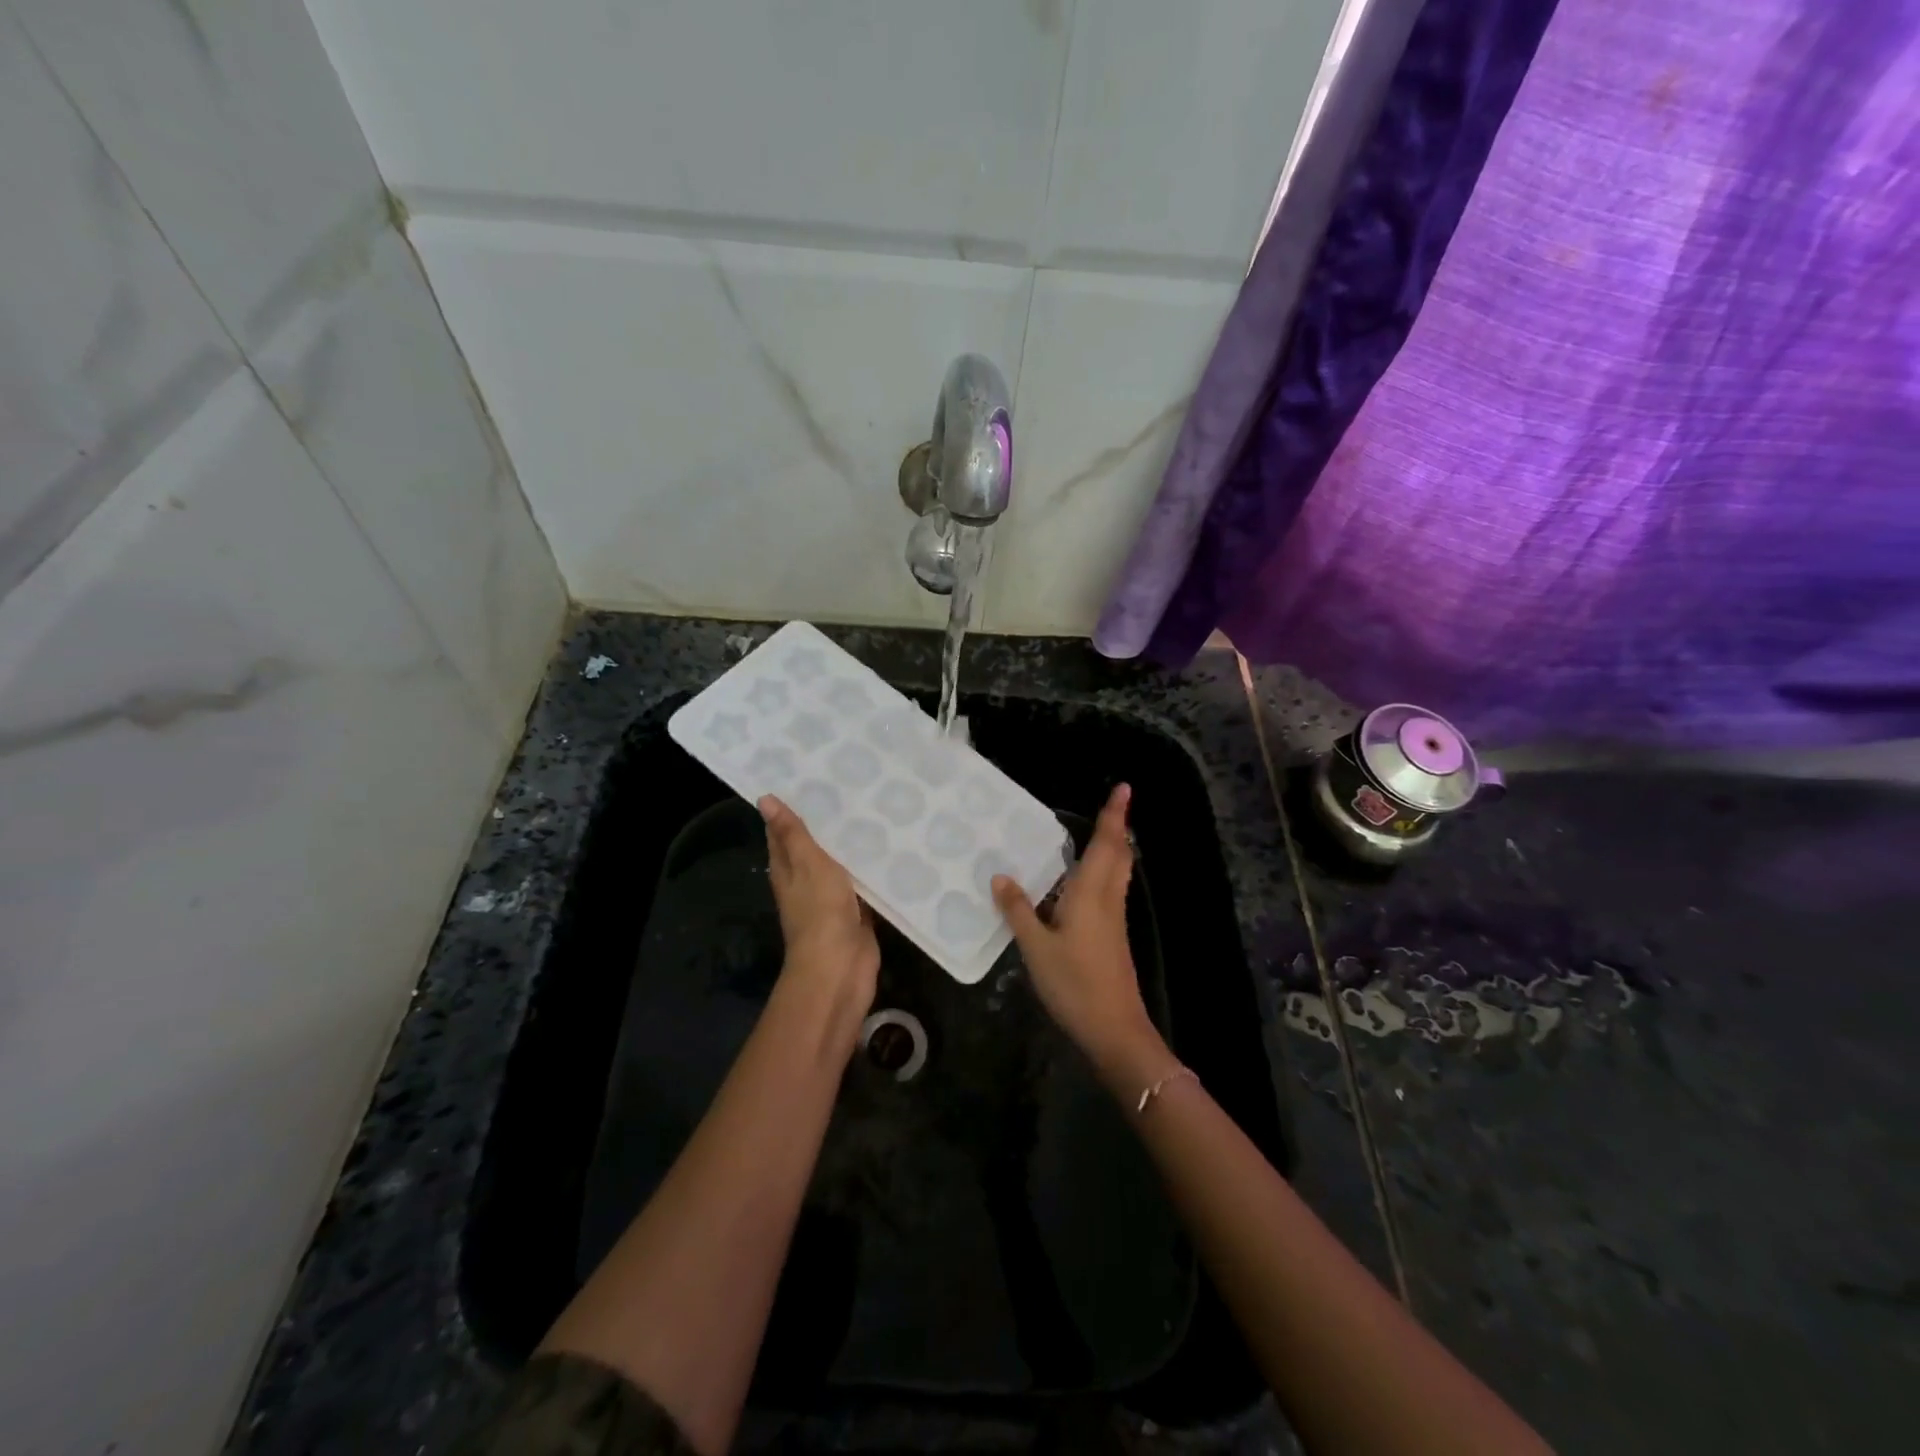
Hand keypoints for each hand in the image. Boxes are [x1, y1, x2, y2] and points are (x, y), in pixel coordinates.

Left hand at [760, 795, 879, 1031]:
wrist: (841, 966)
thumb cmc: (819, 911)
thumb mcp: (807, 864)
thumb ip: (792, 833)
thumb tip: (764, 799)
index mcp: (787, 870)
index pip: (783, 832)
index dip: (790, 808)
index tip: (808, 779)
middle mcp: (806, 881)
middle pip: (814, 847)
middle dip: (828, 823)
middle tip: (850, 786)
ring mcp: (832, 898)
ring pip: (841, 864)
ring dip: (852, 844)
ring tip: (874, 808)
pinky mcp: (857, 911)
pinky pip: (863, 883)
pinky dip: (871, 868)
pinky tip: (889, 849)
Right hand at [992, 785, 1176, 1090]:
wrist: (1114, 1028)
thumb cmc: (1074, 983)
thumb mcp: (1036, 947)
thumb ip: (1019, 910)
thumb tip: (1001, 876)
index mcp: (1090, 894)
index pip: (1106, 845)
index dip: (1114, 816)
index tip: (1124, 788)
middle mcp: (1107, 899)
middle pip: (1119, 855)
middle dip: (1117, 828)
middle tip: (1112, 806)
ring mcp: (1113, 920)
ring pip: (1117, 873)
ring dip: (1112, 849)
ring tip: (1097, 834)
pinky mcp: (1112, 937)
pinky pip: (1109, 891)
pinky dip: (1102, 873)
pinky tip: (1080, 883)